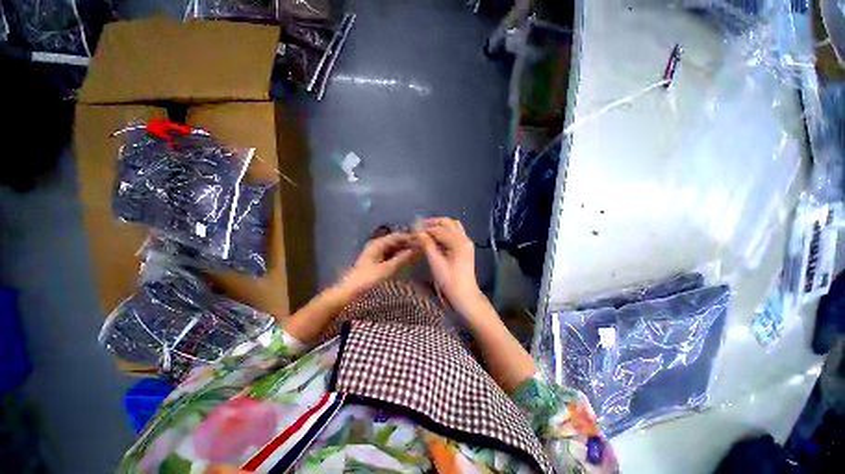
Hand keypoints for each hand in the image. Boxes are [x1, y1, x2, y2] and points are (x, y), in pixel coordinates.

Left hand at [339, 232, 417, 295]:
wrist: (349, 292)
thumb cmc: (368, 279)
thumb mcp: (387, 269)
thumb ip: (402, 258)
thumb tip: (416, 249)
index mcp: (378, 243)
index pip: (398, 236)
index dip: (411, 237)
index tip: (423, 241)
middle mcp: (377, 245)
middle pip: (396, 241)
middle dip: (409, 244)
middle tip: (423, 248)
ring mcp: (376, 253)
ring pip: (394, 248)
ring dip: (405, 250)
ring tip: (418, 254)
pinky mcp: (377, 261)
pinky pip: (391, 255)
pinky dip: (399, 256)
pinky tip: (408, 260)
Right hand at [415, 218, 482, 313]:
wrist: (464, 295)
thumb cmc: (449, 281)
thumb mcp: (436, 263)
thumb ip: (427, 245)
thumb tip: (418, 232)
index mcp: (458, 242)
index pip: (439, 229)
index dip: (425, 229)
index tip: (412, 230)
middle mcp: (464, 238)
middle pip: (448, 223)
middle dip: (433, 223)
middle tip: (419, 227)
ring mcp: (466, 242)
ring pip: (453, 226)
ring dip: (440, 225)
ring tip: (427, 230)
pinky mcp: (465, 247)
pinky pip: (456, 233)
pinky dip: (445, 231)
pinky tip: (436, 236)